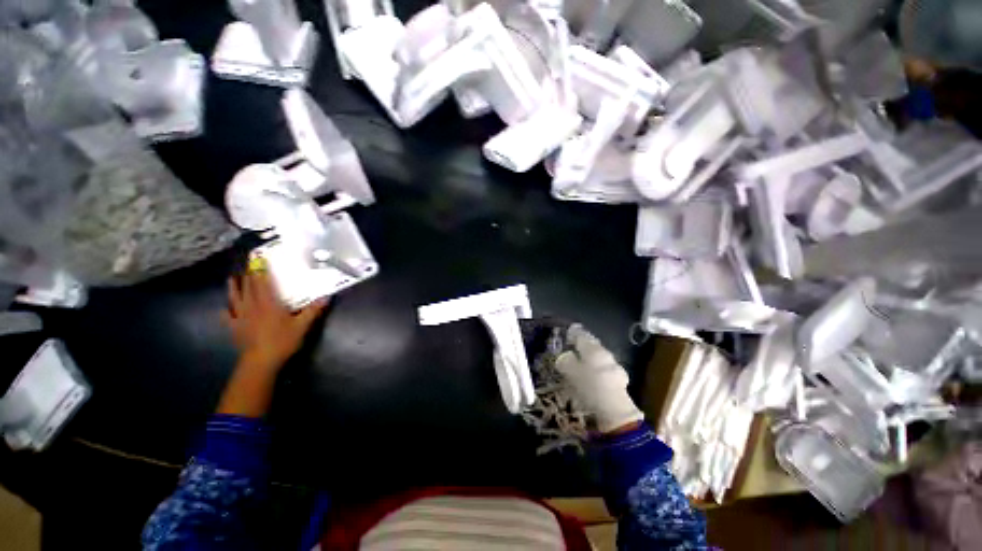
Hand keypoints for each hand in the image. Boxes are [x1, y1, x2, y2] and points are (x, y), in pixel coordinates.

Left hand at [223, 270, 327, 372]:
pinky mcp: (235, 328)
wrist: (261, 361)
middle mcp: (253, 306)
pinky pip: (228, 316)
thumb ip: (313, 310)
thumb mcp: (303, 325)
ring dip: (233, 287)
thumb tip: (327, 296)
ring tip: (231, 278)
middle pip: (249, 287)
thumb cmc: (283, 341)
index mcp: (269, 303)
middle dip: (249, 274)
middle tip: (248, 264)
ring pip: (235, 298)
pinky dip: (226, 311)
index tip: (259, 259)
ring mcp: (241, 317)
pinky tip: (225, 309)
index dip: (261, 270)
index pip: (263, 282)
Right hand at [555, 325, 644, 433]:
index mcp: (593, 349)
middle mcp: (605, 354)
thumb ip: (565, 361)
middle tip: (571, 348)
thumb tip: (563, 357)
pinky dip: (596, 371)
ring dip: (589, 359)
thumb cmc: (590, 387)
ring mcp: (614, 367)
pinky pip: (603, 370)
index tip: (566, 335)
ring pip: (598, 358)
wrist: (616, 412)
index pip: (581, 335)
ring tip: (579, 364)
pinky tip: (591, 378)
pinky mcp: (618, 382)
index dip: (573, 334)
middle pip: (592, 346)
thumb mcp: (571, 373)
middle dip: (582, 346)